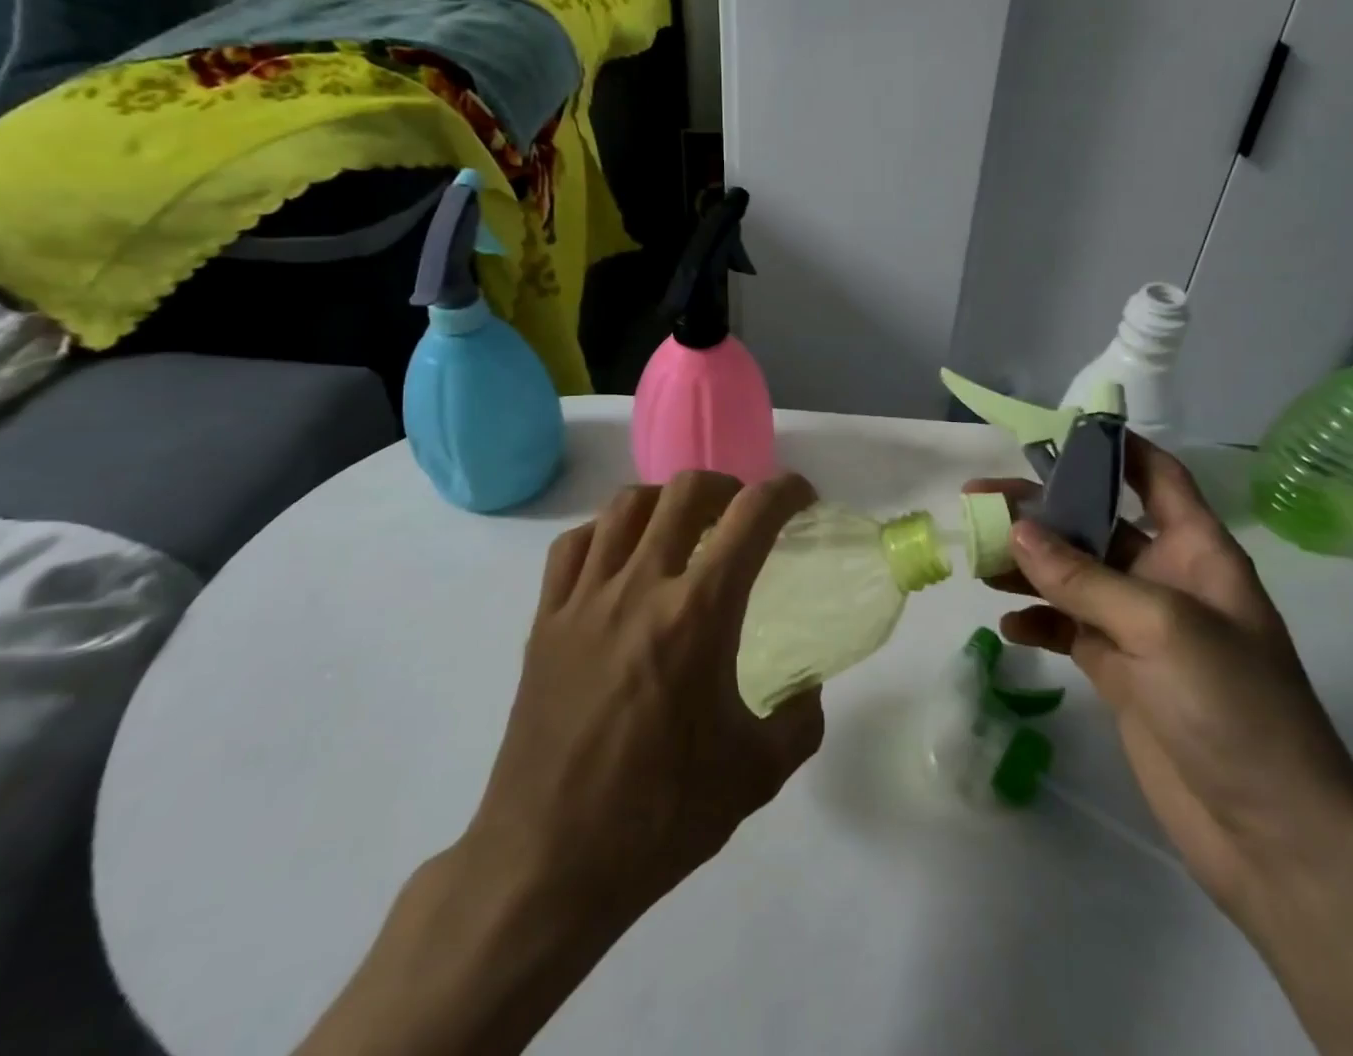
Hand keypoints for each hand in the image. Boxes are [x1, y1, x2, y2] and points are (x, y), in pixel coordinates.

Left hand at [296, 471, 822, 1055]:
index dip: (785, 492)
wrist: (546, 865)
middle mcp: (639, 587)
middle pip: (684, 491)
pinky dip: (606, 531)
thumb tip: (808, 687)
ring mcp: (584, 599)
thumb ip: (800, 721)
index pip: (750, 519)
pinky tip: (620, 557)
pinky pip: (574, 544)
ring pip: (625, 505)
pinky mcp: (544, 620)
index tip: (802, 496)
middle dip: (727, 487)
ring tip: (684, 527)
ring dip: (666, 500)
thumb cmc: (658, 819)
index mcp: (697, 615)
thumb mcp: (755, 776)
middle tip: (743, 514)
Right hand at [966, 438, 1352, 919]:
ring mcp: (1140, 627)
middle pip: (1095, 524)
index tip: (1056, 431)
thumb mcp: (1160, 627)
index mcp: (1196, 551)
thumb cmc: (1235, 707)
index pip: (1156, 476)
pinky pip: (1068, 629)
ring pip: (1073, 576)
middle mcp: (1166, 578)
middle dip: (1040, 510)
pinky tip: (1007, 623)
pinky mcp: (1120, 672)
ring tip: (977, 559)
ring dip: (1028, 565)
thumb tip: (1017, 530)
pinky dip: (1038, 621)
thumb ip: (1083, 578)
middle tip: (978, 500)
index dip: (1115, 447)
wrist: (1275, 836)